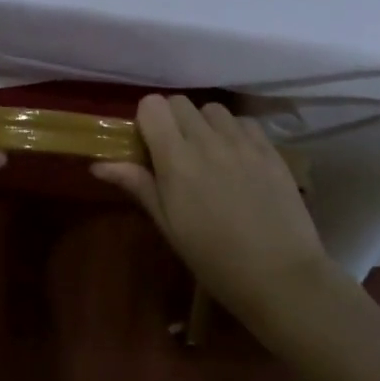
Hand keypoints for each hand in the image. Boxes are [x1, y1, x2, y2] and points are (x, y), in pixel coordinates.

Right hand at [92, 95, 329, 323]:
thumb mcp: (169, 226)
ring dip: (204, 124)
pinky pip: (244, 122)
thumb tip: (98, 165)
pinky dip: (235, 132)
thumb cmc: (215, 259)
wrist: (281, 278)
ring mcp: (242, 142)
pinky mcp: (270, 149)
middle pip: (179, 102)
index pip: (152, 105)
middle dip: (172, 120)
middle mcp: (207, 140)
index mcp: (176, 159)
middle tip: (177, 153)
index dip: (147, 120)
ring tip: (209, 154)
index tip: (150, 145)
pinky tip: (238, 159)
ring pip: (212, 109)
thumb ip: (138, 185)